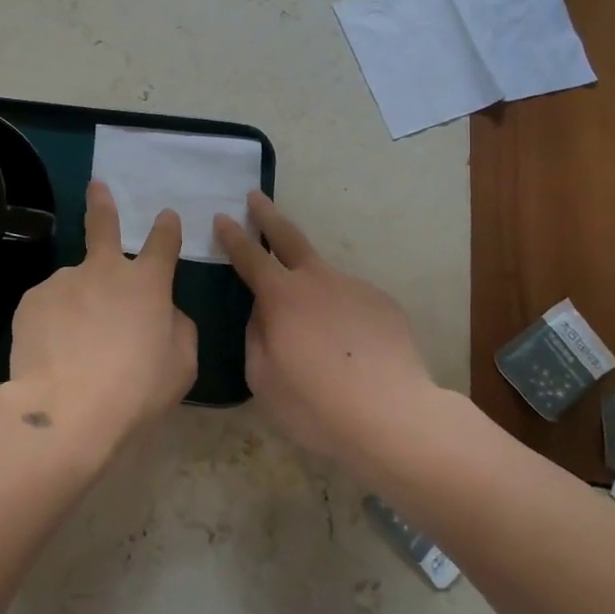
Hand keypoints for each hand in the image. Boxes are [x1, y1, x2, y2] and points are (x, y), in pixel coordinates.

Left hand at [4, 181, 197, 454]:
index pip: (163, 244)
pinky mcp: (32, 300)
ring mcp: (64, 281)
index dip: (167, 228)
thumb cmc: (135, 390)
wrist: (67, 409)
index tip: (166, 216)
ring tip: (73, 348)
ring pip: (74, 286)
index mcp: (146, 284)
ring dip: (77, 303)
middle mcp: (104, 271)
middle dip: (102, 203)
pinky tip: (52, 352)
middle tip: (96, 185)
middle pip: (102, 225)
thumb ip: (176, 327)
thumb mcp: (180, 364)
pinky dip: (52, 323)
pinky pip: (48, 308)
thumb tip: (164, 312)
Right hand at [215, 192, 436, 467]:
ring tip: (317, 333)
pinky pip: (353, 303)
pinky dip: (343, 316)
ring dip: (313, 290)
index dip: (233, 236)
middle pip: (289, 237)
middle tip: (256, 197)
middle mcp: (318, 280)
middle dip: (268, 215)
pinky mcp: (384, 304)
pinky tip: (350, 348)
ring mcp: (355, 287)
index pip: (249, 256)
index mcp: (281, 296)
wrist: (392, 416)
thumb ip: (256, 336)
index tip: (222, 217)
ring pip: (325, 279)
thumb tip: (262, 313)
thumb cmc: (315, 404)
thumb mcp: (263, 377)